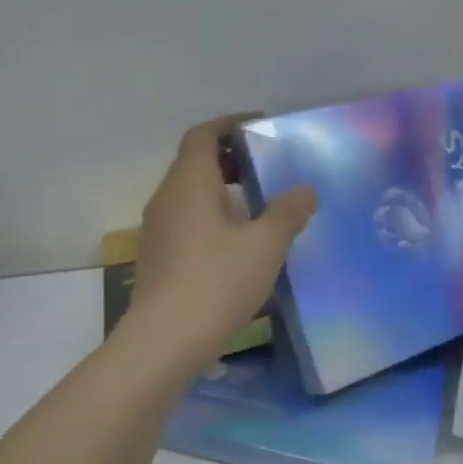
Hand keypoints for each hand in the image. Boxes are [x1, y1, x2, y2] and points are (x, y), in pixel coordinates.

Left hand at [127, 116, 316, 365]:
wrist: (166, 339)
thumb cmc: (217, 281)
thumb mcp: (265, 246)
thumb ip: (287, 213)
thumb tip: (306, 191)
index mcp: (189, 183)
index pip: (203, 135)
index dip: (229, 125)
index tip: (259, 127)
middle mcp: (166, 198)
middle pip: (194, 163)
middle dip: (228, 159)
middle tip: (265, 167)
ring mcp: (156, 229)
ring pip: (188, 195)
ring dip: (219, 191)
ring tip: (257, 205)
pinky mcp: (156, 258)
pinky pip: (185, 221)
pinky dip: (210, 217)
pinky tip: (235, 243)